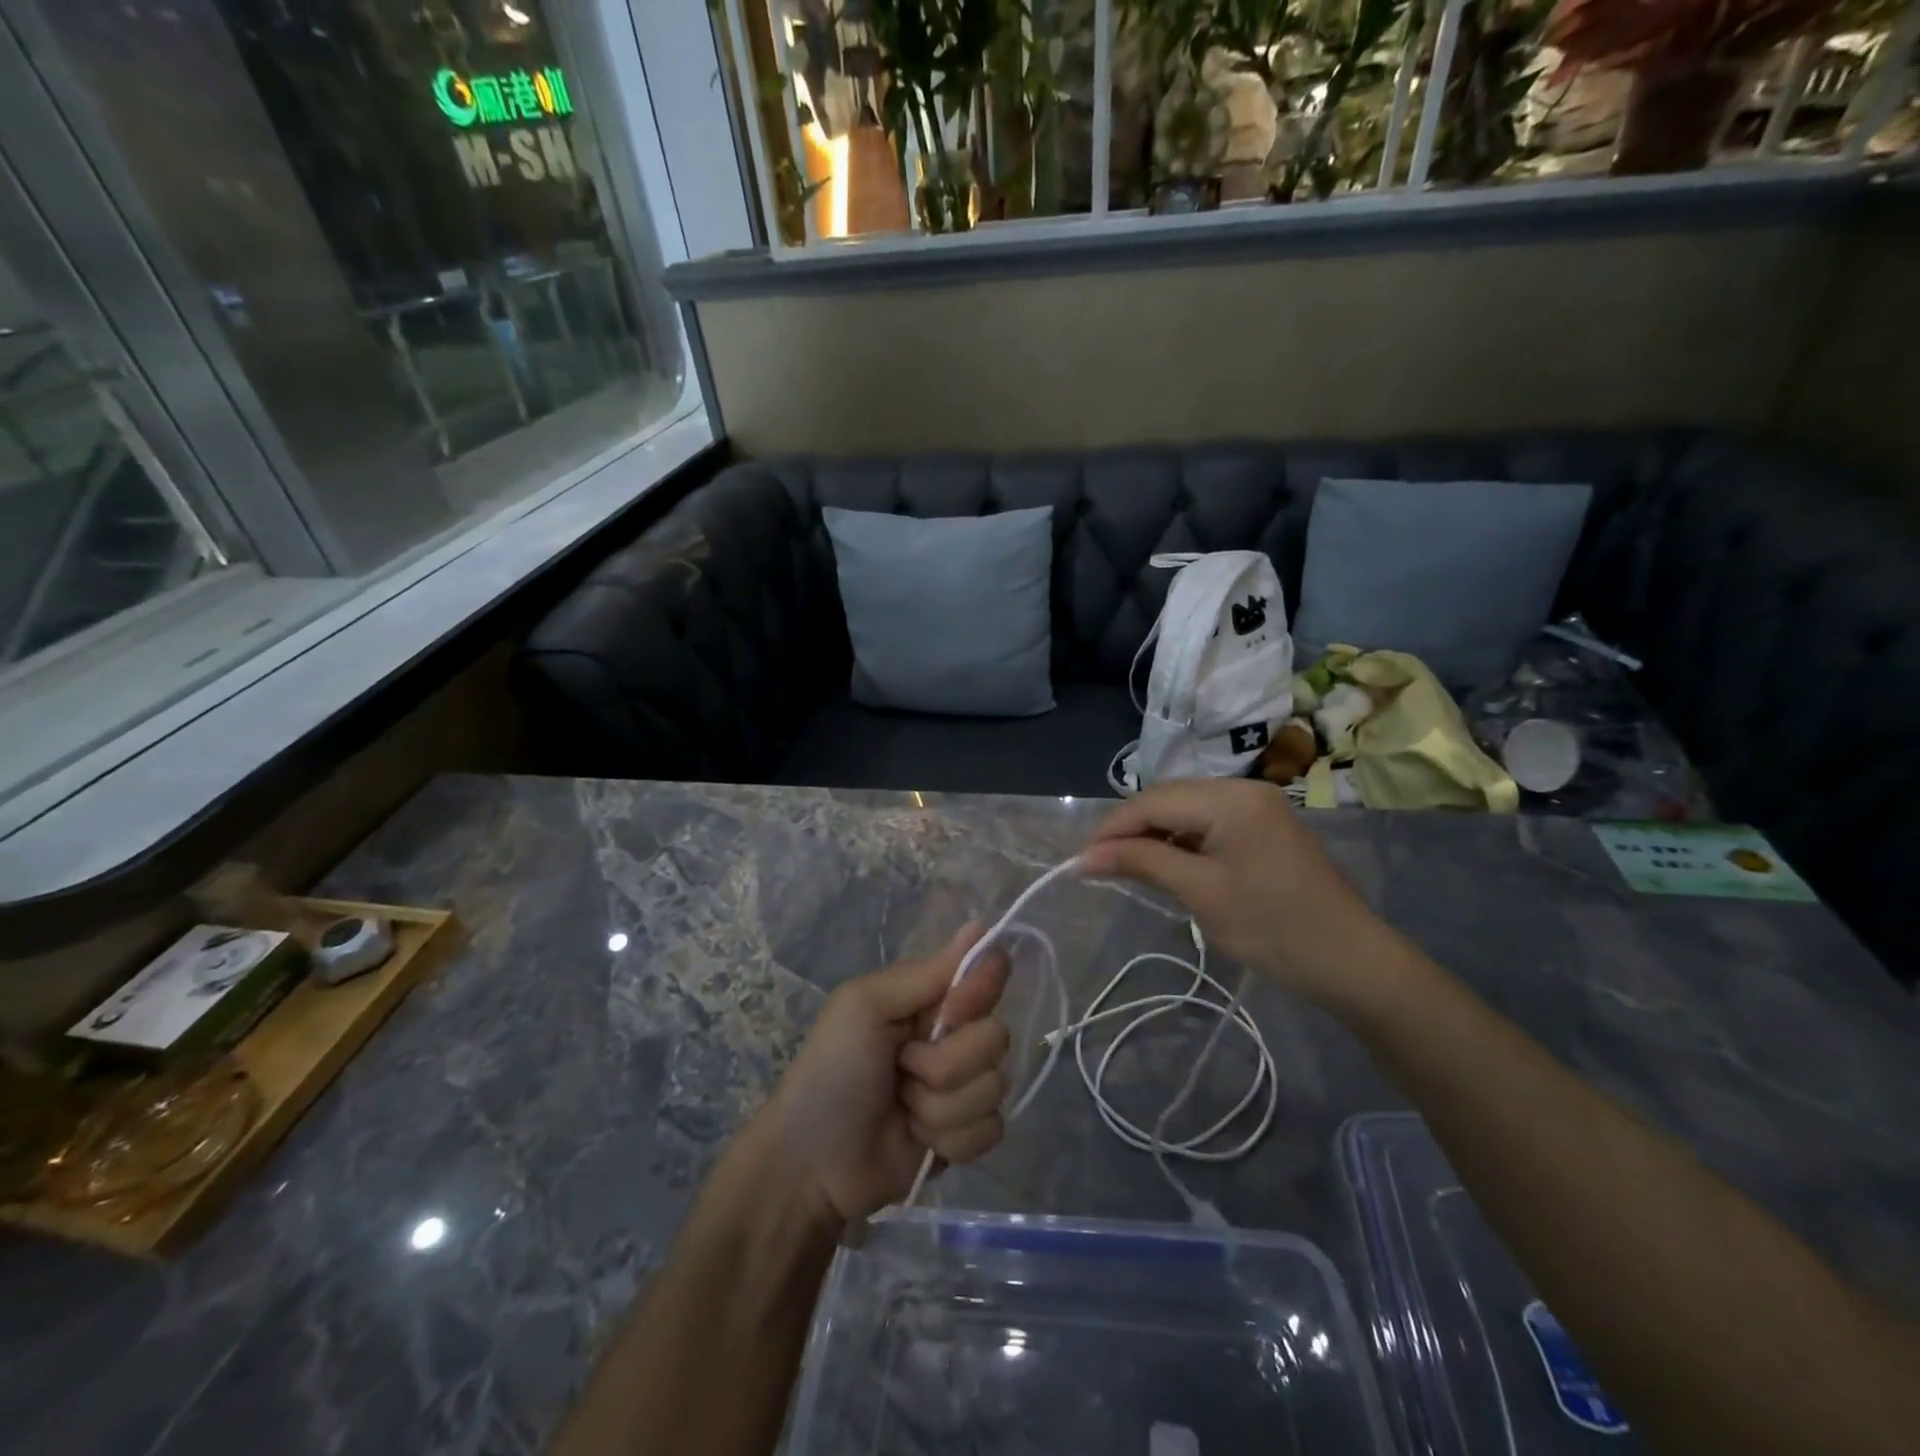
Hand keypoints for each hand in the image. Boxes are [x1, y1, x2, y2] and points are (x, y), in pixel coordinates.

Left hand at [767, 923, 1011, 1223]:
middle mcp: (953, 1036)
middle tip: (901, 1067)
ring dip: (940, 1105)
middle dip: (945, 1062)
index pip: (989, 973)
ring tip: (902, 1107)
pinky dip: (950, 1138)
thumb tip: (981, 925)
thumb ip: (927, 972)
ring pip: (994, 1086)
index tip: (947, 1013)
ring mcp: (962, 1087)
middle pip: (995, 1037)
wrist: (813, 1162)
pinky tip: (917, 1139)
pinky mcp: (966, 1134)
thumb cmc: (832, 1070)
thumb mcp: (866, 1005)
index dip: (979, 993)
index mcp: (931, 997)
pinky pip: (991, 1128)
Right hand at [1078, 778, 1401, 1009]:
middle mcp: (1243, 789)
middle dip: (1130, 829)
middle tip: (1099, 866)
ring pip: (1186, 809)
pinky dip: (1182, 840)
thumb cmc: (1272, 928)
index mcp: (1229, 798)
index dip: (1112, 829)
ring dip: (1154, 834)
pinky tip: (1167, 863)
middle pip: (1168, 798)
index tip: (1079, 861)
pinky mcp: (1264, 826)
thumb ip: (1141, 862)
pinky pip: (1209, 822)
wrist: (1352, 962)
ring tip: (1127, 867)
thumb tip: (1084, 856)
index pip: (1152, 801)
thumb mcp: (1200, 893)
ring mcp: (1257, 805)